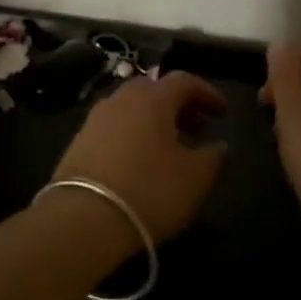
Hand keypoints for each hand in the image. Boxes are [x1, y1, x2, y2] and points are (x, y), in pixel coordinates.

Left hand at [50, 72, 228, 241]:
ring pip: (131, 108)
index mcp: (152, 99)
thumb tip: (218, 146)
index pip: (184, 81)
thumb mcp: (195, 178)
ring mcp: (95, 118)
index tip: (222, 111)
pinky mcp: (78, 140)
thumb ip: (213, 157)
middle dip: (178, 104)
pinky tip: (139, 160)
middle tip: (196, 127)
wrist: (83, 218)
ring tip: (169, 146)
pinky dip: (132, 133)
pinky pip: (113, 126)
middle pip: (154, 89)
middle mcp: (121, 99)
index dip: (206, 93)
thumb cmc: (149, 191)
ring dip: (153, 119)